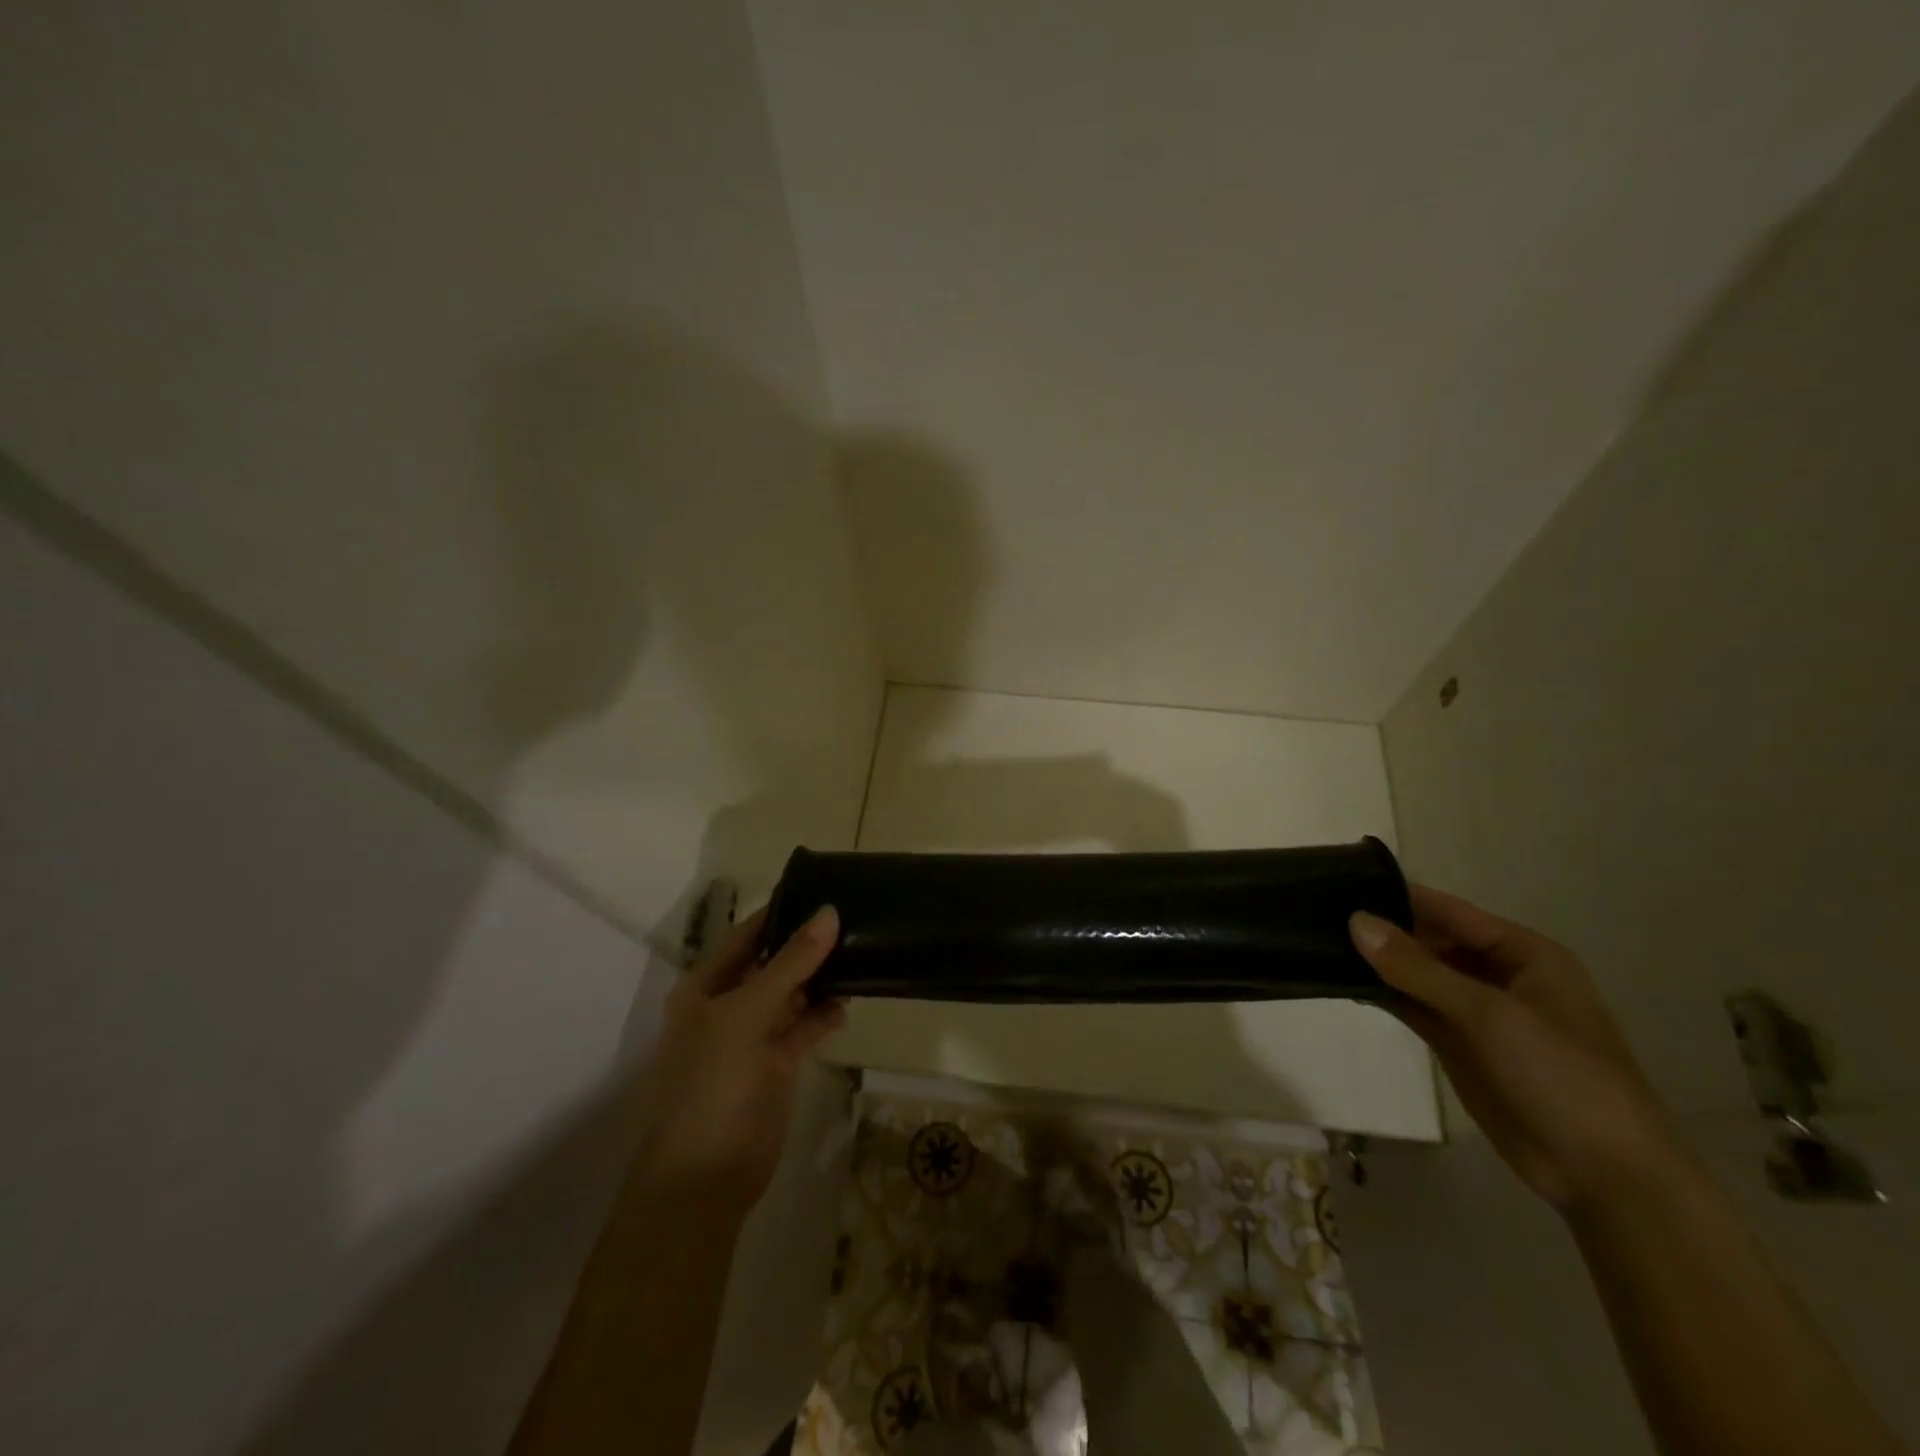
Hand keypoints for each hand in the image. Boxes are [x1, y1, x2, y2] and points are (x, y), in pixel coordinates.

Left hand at [629, 904, 847, 1212]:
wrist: (706, 1177)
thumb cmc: (713, 1083)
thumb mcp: (748, 1014)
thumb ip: (790, 964)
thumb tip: (828, 913)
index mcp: (704, 988)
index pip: (746, 936)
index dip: (779, 913)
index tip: (820, 889)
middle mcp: (727, 1006)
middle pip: (771, 964)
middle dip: (805, 945)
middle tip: (852, 918)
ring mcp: (752, 1038)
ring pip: (791, 995)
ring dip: (818, 979)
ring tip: (858, 953)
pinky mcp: (776, 1065)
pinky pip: (803, 1028)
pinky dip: (823, 1015)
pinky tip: (847, 1002)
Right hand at [1350, 885, 1685, 1214]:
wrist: (1605, 1176)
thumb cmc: (1561, 1077)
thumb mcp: (1490, 1015)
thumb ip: (1419, 968)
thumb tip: (1356, 921)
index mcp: (1523, 953)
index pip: (1449, 911)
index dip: (1398, 896)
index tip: (1341, 881)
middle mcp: (1498, 974)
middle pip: (1429, 939)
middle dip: (1381, 929)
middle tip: (1318, 912)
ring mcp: (1476, 1011)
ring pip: (1416, 973)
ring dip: (1376, 961)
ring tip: (1317, 941)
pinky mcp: (1458, 1043)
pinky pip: (1413, 1005)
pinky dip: (1382, 993)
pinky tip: (1342, 981)